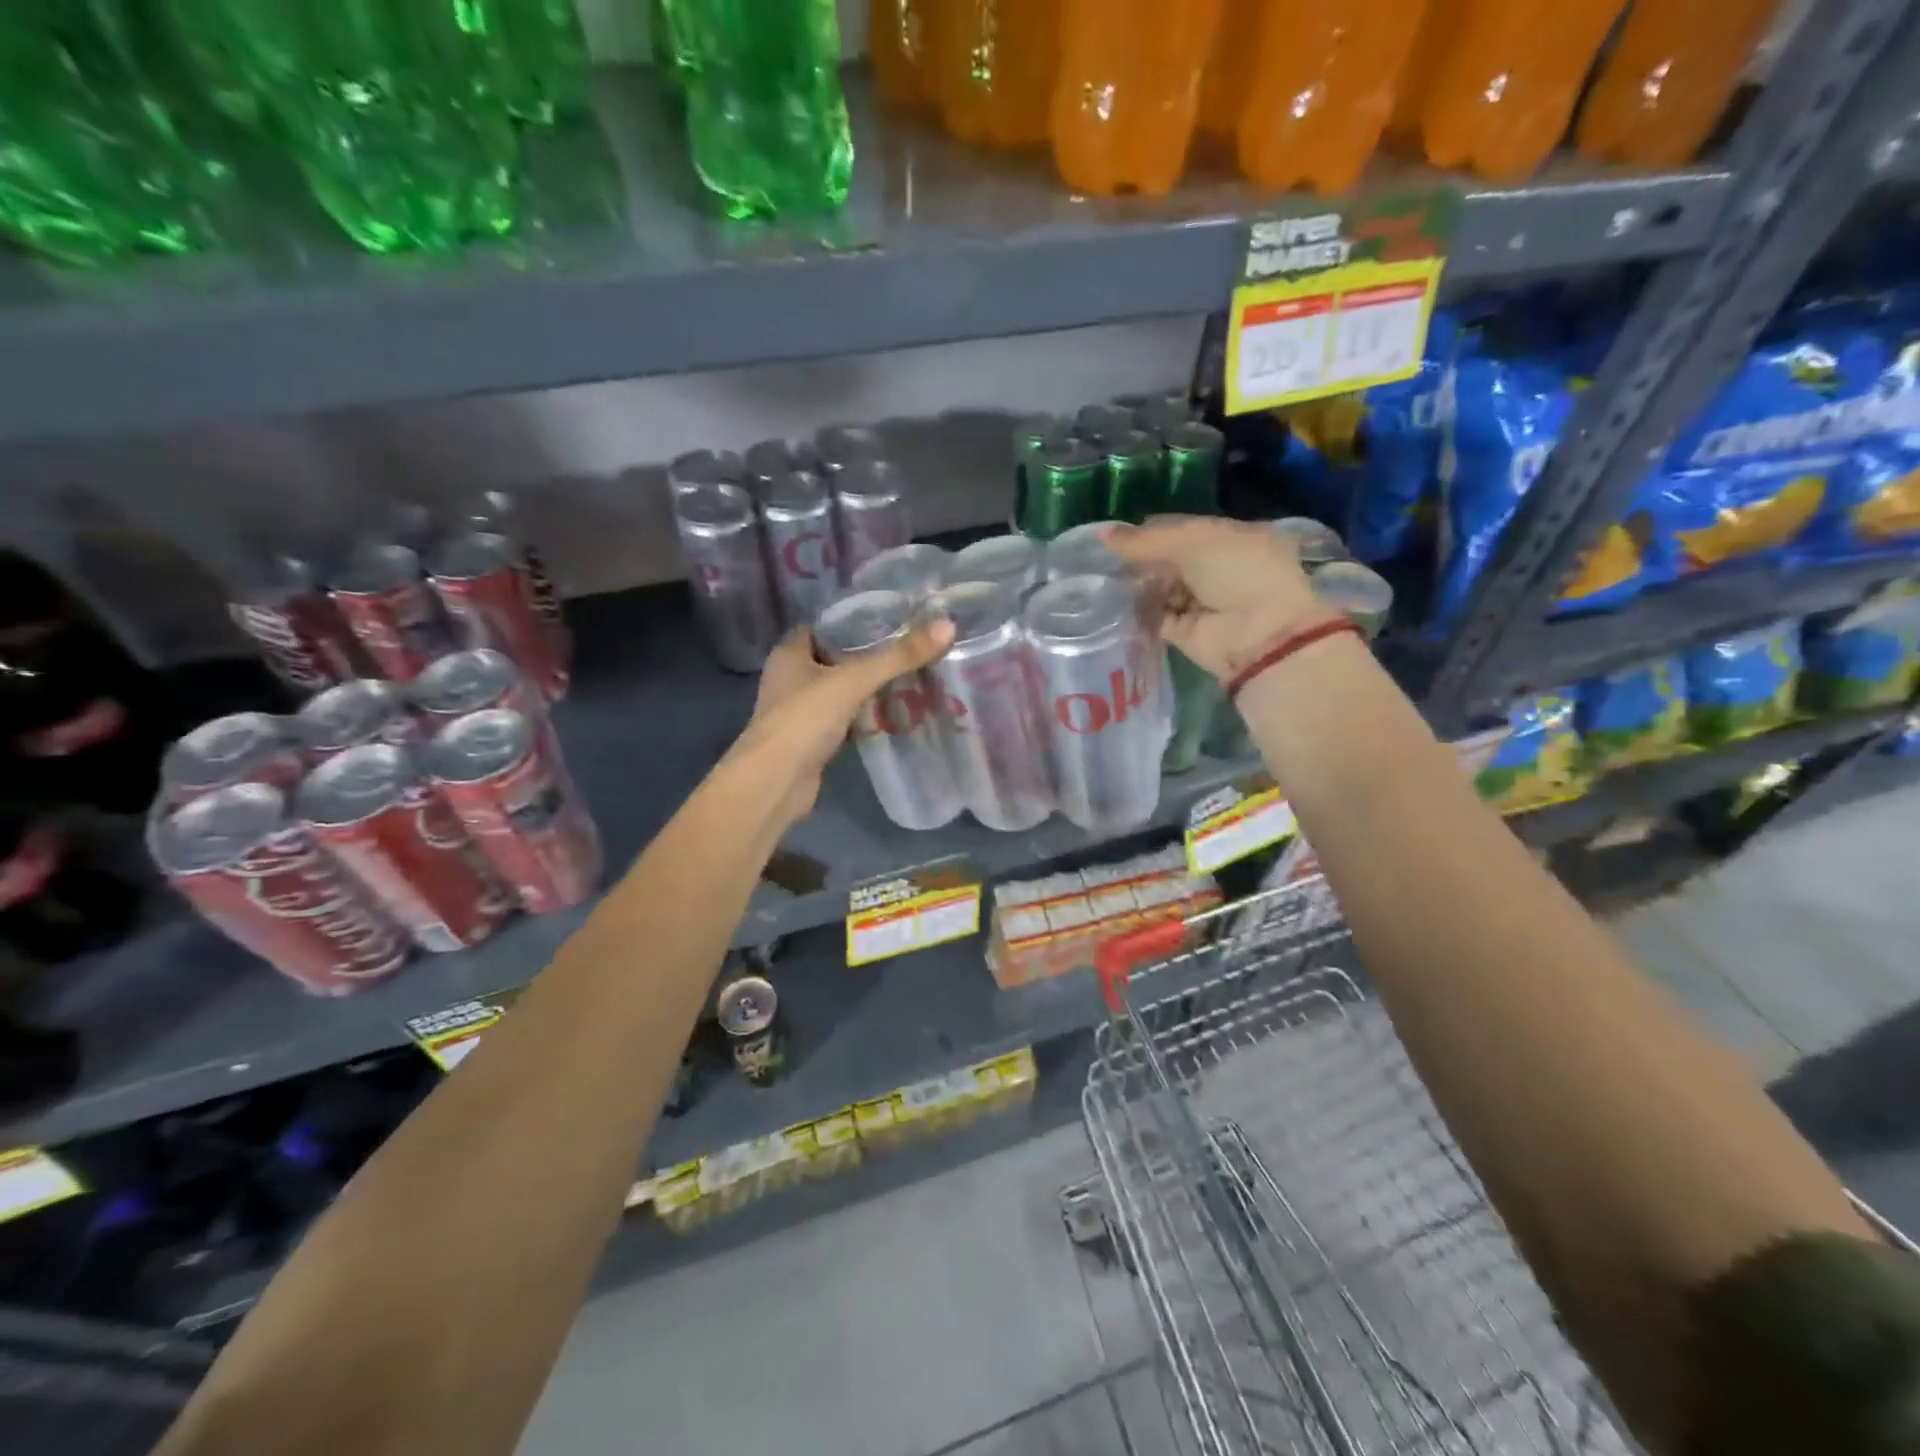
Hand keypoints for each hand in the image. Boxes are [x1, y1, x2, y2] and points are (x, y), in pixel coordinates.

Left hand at [736, 618, 955, 823]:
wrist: (775, 783)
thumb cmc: (804, 720)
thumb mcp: (854, 680)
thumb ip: (898, 656)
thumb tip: (947, 626)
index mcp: (790, 652)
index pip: (828, 625)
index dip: (858, 620)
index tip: (897, 618)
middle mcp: (792, 678)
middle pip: (838, 658)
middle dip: (873, 655)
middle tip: (914, 647)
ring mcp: (801, 712)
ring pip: (844, 691)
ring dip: (872, 687)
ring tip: (914, 676)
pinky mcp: (814, 740)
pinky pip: (846, 719)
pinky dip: (868, 716)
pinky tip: (898, 713)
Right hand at [1106, 517, 1334, 679]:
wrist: (1259, 635)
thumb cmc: (1237, 572)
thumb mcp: (1195, 542)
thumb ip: (1147, 539)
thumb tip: (1103, 533)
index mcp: (1232, 538)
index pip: (1184, 528)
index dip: (1153, 529)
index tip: (1119, 534)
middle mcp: (1218, 569)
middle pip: (1170, 559)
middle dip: (1143, 558)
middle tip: (1109, 558)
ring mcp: (1202, 602)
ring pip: (1161, 587)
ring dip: (1139, 584)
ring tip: (1109, 579)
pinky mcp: (1186, 632)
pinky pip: (1156, 617)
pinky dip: (1139, 611)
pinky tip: (1116, 603)